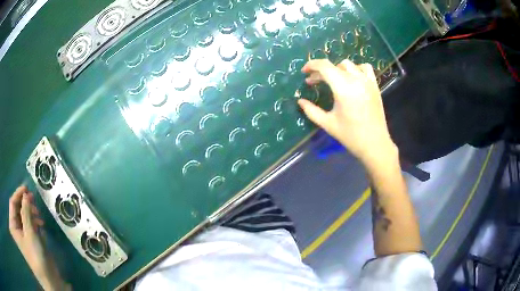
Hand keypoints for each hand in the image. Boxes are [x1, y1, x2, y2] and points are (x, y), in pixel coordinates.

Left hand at [9, 185, 68, 290]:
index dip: (18, 194)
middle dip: (25, 204)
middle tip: (33, 200)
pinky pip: (28, 224)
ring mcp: (21, 233)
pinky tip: (41, 225)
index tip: (26, 188)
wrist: (47, 277)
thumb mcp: (29, 232)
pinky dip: (33, 221)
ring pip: (23, 215)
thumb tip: (26, 194)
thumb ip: (26, 211)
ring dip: (31, 213)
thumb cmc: (35, 256)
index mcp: (12, 226)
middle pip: (17, 209)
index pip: (12, 203)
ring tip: (40, 217)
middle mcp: (15, 227)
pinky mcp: (27, 238)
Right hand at [297, 59, 396, 165]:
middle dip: (321, 71)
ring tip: (332, 80)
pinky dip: (356, 69)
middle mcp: (355, 80)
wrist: (375, 144)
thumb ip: (311, 111)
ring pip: (349, 64)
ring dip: (337, 68)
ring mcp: (367, 81)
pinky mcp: (375, 86)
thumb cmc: (350, 136)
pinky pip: (365, 68)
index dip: (311, 65)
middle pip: (334, 65)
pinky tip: (352, 78)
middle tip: (314, 82)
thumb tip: (300, 101)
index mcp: (343, 88)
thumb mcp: (328, 124)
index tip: (304, 72)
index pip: (324, 66)